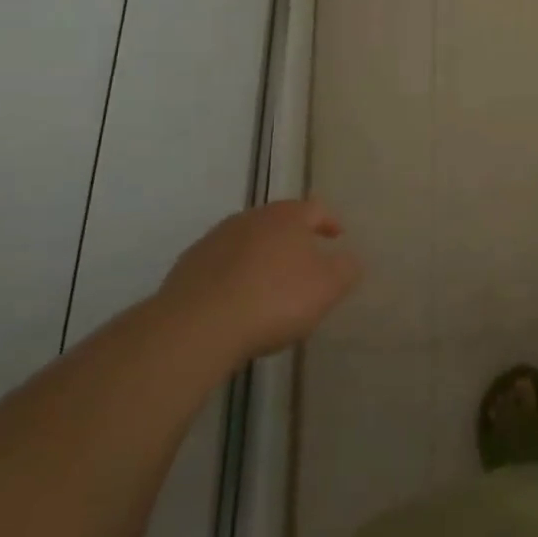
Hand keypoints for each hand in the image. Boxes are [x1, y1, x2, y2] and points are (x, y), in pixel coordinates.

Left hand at [159, 199, 360, 362]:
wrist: (196, 327)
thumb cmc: (274, 299)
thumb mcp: (327, 287)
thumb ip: (346, 269)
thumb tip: (350, 260)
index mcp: (287, 216)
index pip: (315, 209)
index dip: (329, 222)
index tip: (337, 237)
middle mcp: (251, 218)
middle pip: (278, 222)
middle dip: (292, 240)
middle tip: (304, 263)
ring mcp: (215, 240)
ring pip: (247, 242)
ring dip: (260, 258)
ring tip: (268, 286)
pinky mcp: (187, 267)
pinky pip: (220, 267)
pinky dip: (232, 277)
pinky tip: (235, 303)